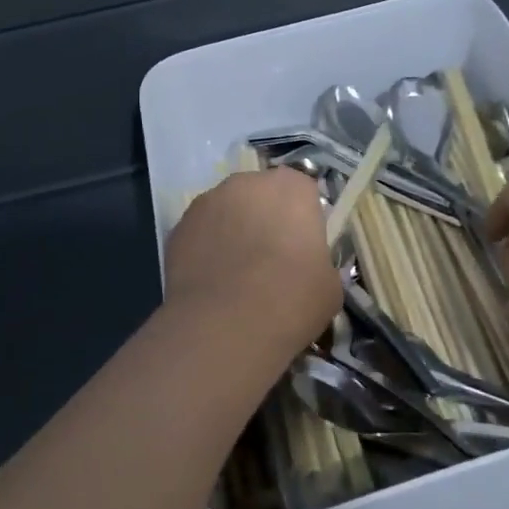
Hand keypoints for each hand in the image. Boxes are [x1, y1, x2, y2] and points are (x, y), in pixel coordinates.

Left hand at [163, 169, 339, 361]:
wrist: (225, 325)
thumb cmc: (291, 299)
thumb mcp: (330, 285)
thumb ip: (319, 263)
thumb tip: (308, 269)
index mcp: (292, 188)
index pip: (302, 192)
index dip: (302, 219)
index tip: (302, 248)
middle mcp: (248, 183)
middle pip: (260, 195)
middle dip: (264, 219)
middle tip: (269, 260)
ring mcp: (207, 201)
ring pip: (226, 212)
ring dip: (232, 231)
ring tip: (235, 275)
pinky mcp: (178, 227)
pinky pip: (201, 233)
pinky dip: (206, 250)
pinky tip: (212, 283)